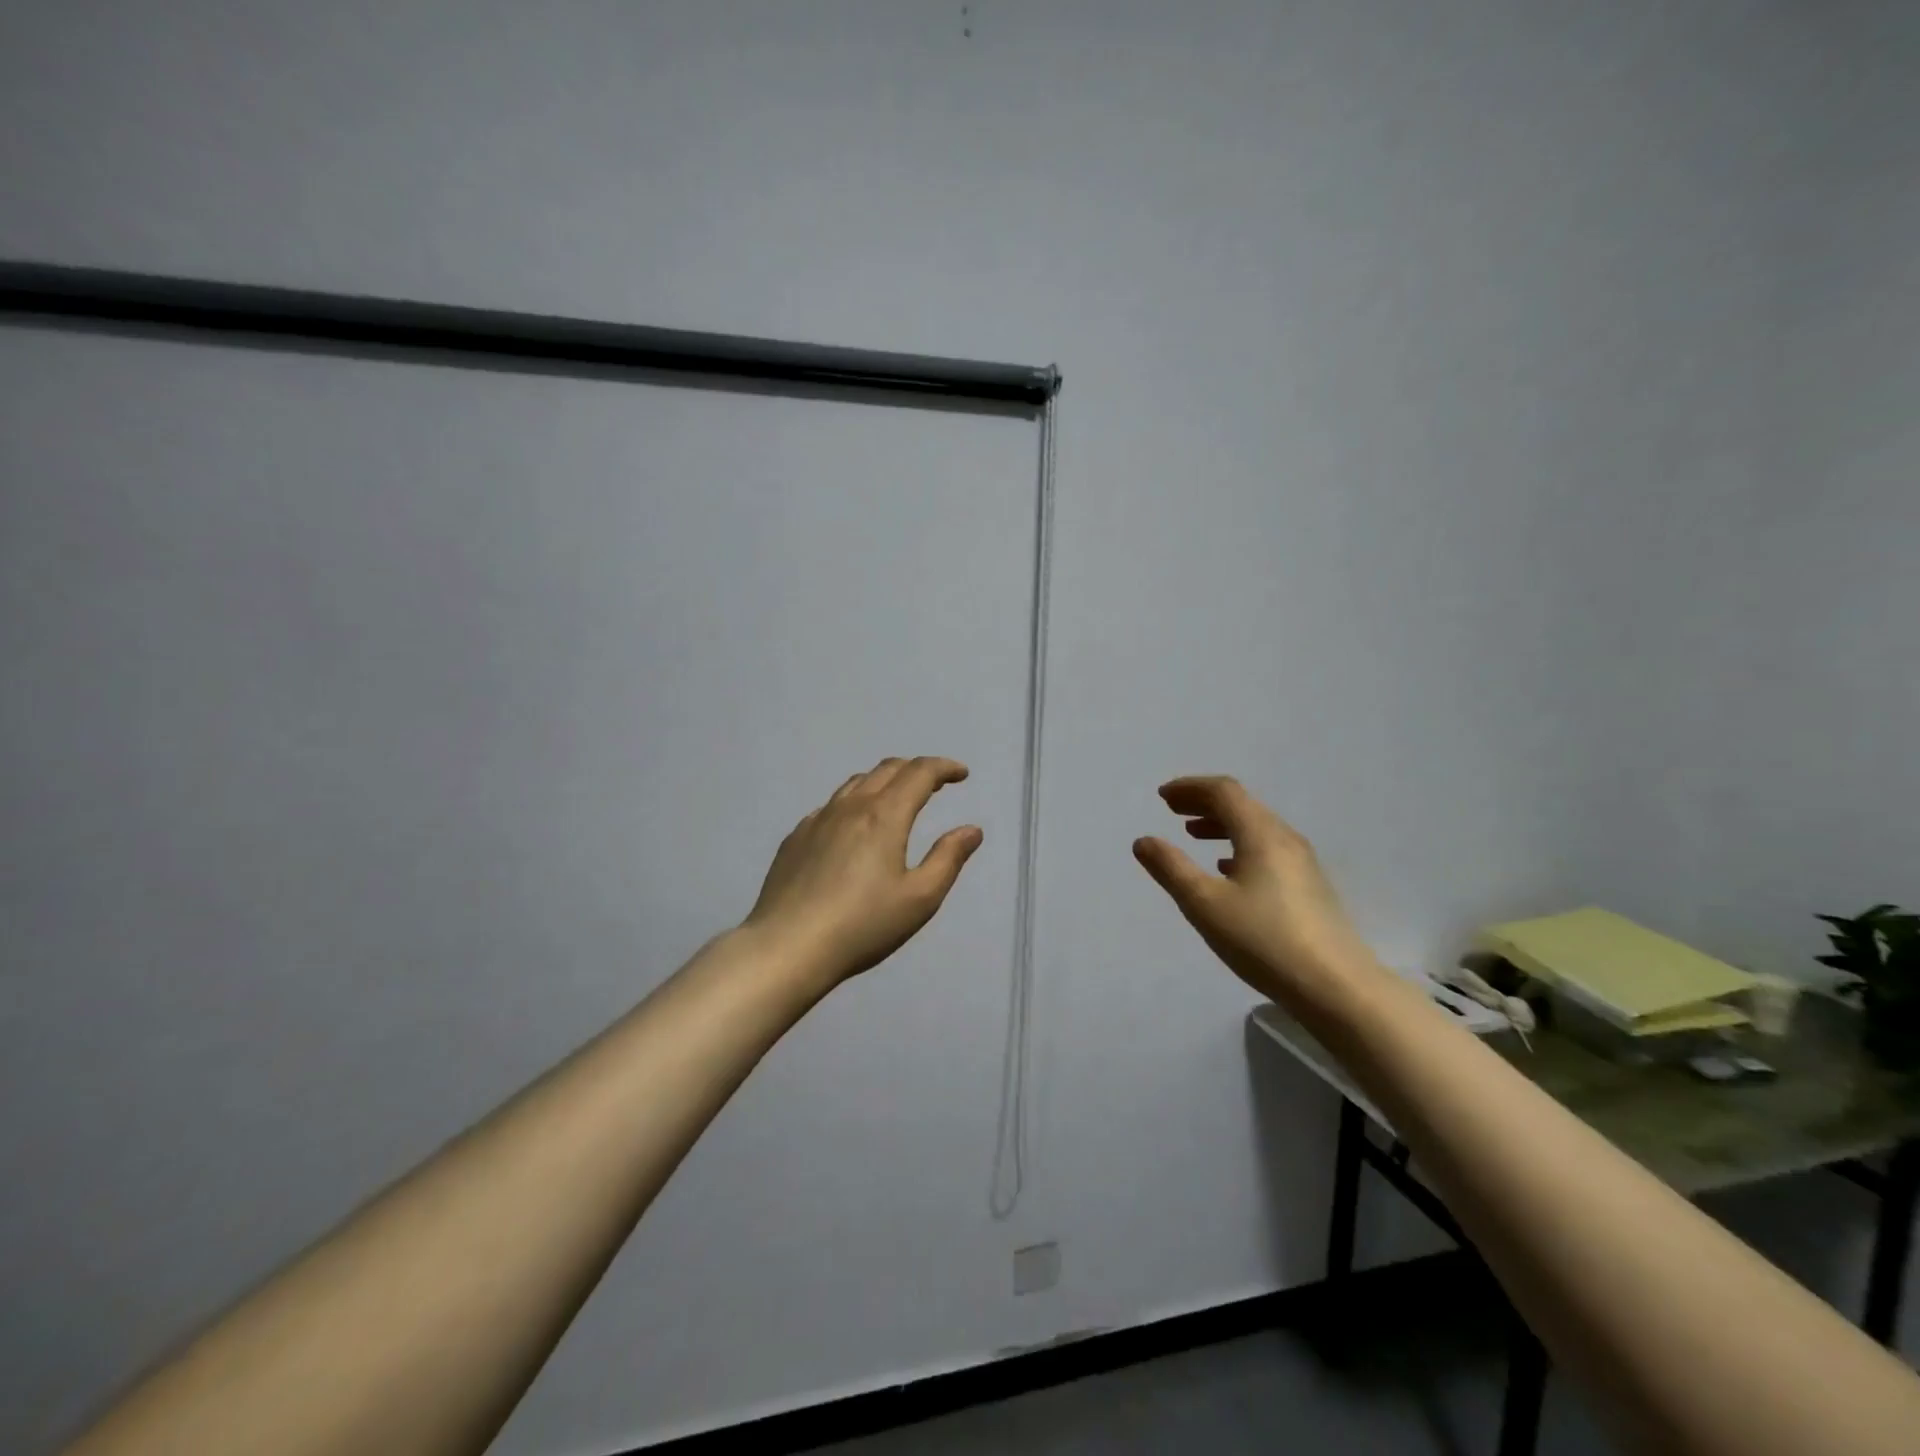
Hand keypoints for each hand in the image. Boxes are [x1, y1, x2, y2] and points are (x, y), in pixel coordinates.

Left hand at [742, 756, 983, 988]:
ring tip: (897, 799)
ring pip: (855, 784)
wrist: (787, 947)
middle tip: (935, 784)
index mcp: (884, 816)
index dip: (944, 768)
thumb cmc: (862, 926)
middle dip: (916, 770)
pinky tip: (853, 829)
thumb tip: (971, 830)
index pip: (919, 773)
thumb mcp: (920, 899)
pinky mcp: (795, 838)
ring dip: (884, 781)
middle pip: (886, 770)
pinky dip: (854, 804)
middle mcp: (850, 807)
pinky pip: (830, 807)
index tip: (961, 774)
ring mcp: (817, 820)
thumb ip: (948, 859)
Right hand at [1133, 775, 1379, 1005]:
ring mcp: (1302, 863)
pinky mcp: (1309, 887)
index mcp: (1260, 834)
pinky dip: (1239, 845)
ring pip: (1256, 827)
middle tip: (1172, 809)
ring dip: (1221, 823)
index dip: (1190, 788)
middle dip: (1204, 802)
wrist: (1337, 988)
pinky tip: (1227, 868)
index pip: (1224, 791)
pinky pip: (1268, 849)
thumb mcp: (1205, 904)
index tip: (1162, 796)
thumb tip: (1143, 840)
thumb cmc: (1264, 940)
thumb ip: (1171, 868)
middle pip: (1242, 804)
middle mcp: (1285, 839)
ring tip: (1193, 835)